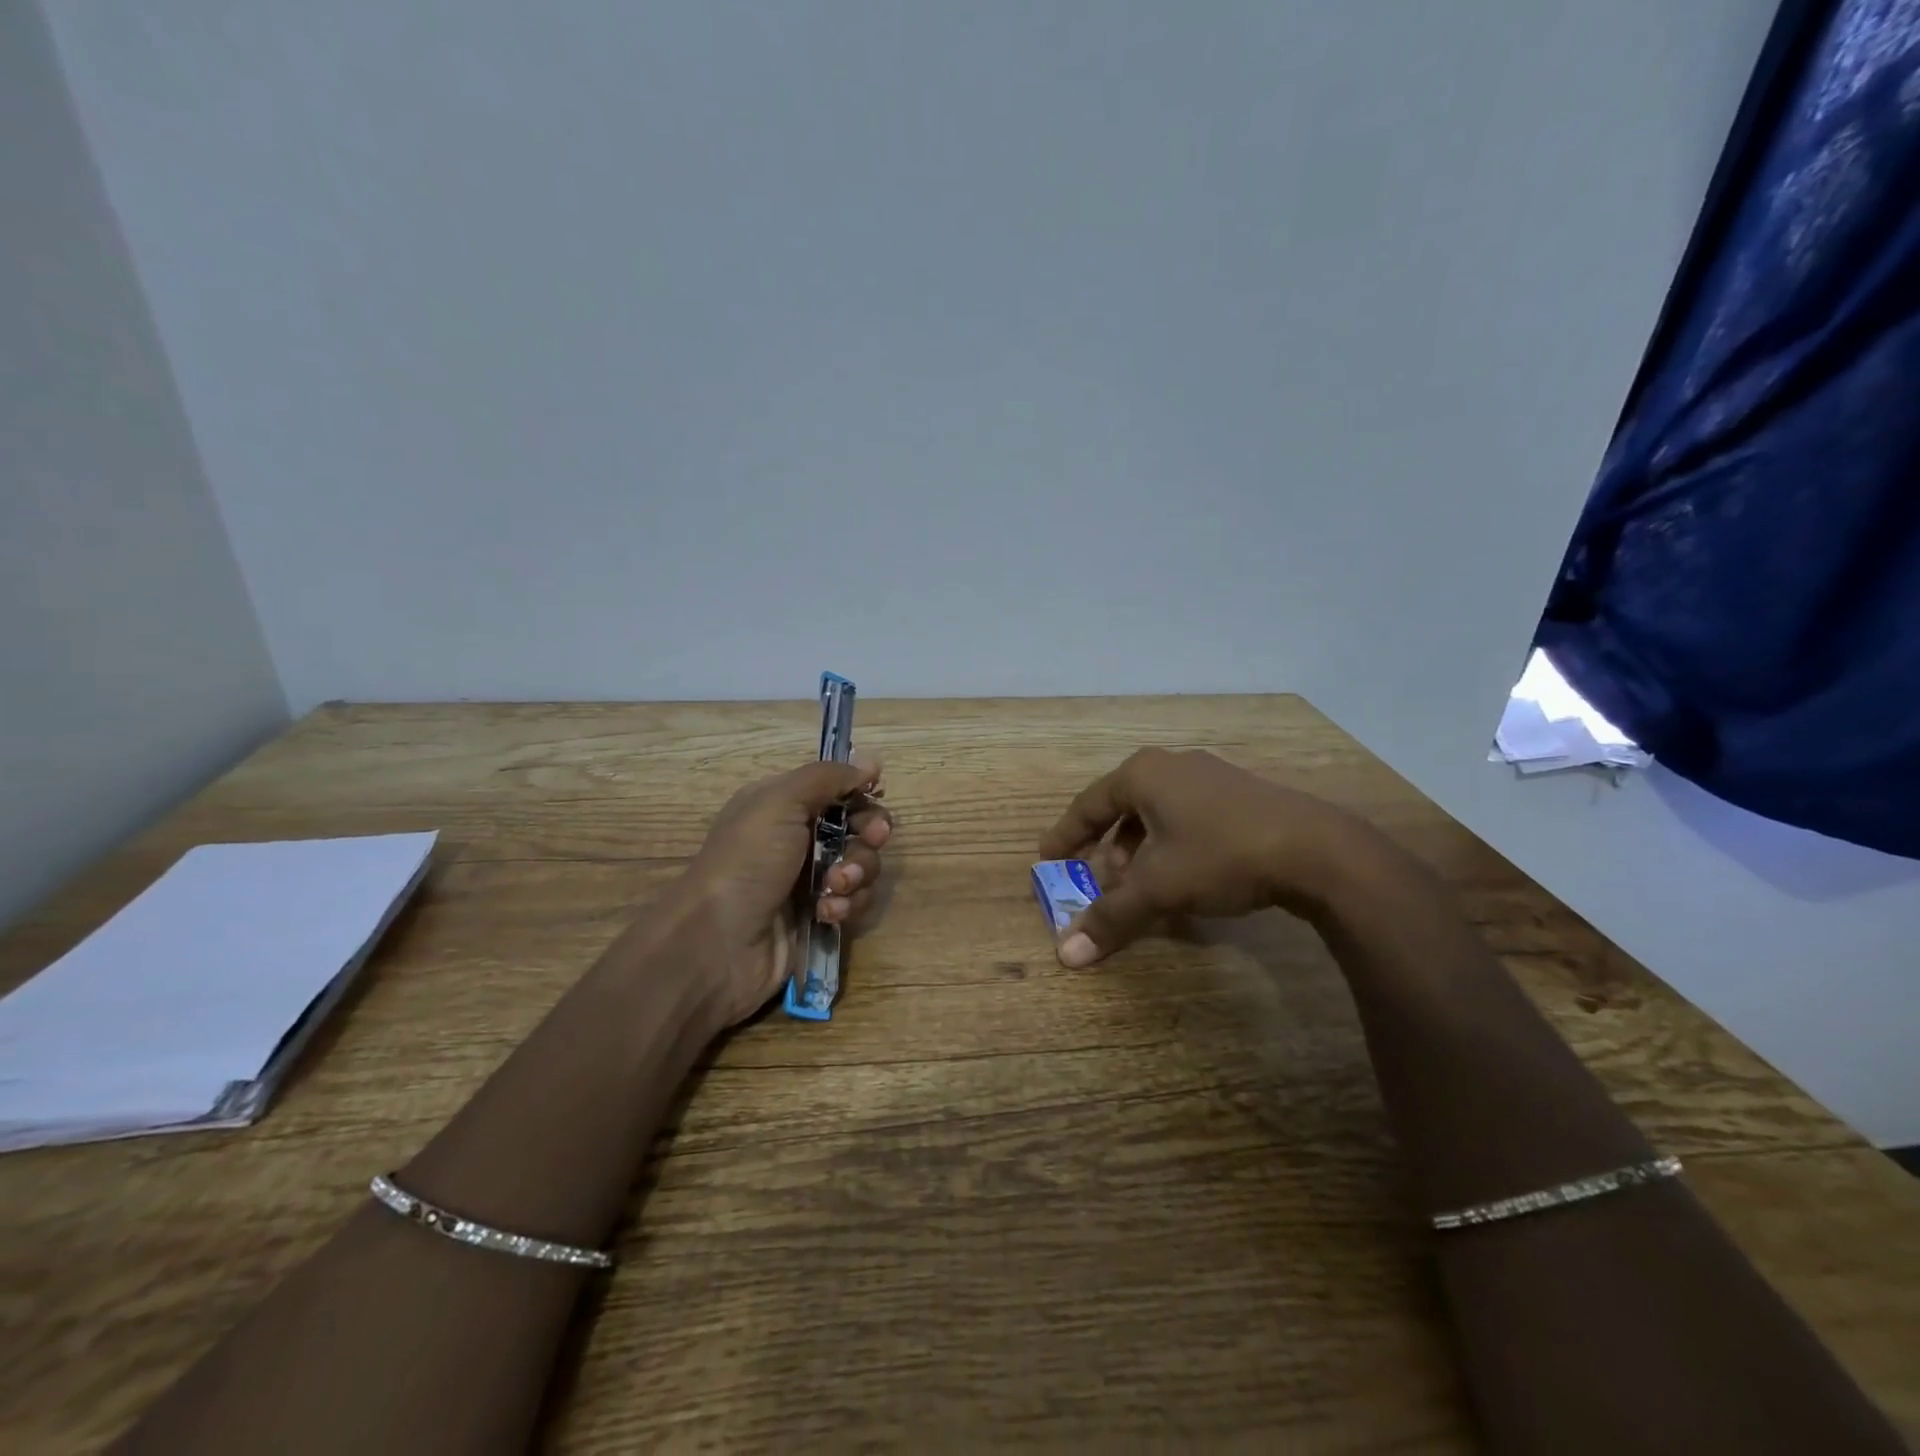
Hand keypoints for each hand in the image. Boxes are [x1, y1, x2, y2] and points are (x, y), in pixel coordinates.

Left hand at [681, 752, 890, 1027]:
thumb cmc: (747, 862)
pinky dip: (847, 905)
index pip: (837, 789)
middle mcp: (798, 838)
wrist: (718, 943)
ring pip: (862, 865)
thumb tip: (870, 762)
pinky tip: (826, 913)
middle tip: (870, 839)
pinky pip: (855, 901)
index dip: (860, 793)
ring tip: (833, 888)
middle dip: (869, 833)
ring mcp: (810, 880)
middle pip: (858, 826)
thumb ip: (827, 777)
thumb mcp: (780, 802)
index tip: (875, 795)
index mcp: (784, 806)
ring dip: (857, 873)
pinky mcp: (819, 916)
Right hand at [1037, 747, 1382, 966]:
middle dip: (1106, 847)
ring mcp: (1211, 778)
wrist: (1317, 850)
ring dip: (1140, 850)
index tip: (1047, 858)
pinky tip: (1184, 877)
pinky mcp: (1241, 796)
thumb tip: (1065, 955)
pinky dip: (1171, 846)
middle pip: (1123, 808)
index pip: (1088, 804)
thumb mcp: (1158, 888)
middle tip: (1098, 881)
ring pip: (1157, 814)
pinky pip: (1187, 818)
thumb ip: (1110, 917)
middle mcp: (1173, 767)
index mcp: (1143, 774)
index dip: (1065, 834)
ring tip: (1141, 885)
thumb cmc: (1221, 855)